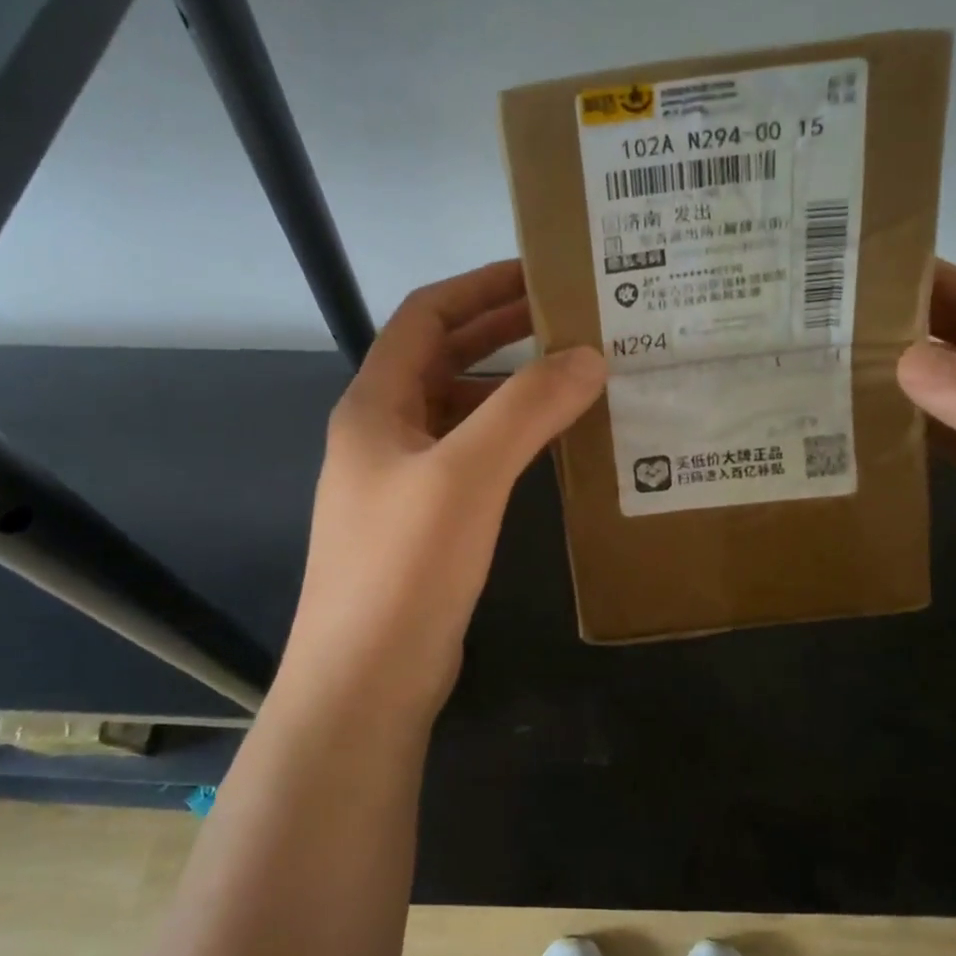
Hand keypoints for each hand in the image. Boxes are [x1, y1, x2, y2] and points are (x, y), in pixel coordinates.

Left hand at [284, 260, 605, 718]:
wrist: (366, 682)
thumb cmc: (404, 567)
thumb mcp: (467, 476)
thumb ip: (527, 409)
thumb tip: (589, 356)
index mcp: (376, 405)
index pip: (425, 316)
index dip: (480, 287)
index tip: (541, 273)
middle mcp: (384, 433)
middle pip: (444, 358)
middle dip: (502, 331)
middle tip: (572, 317)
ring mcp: (403, 480)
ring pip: (461, 410)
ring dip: (511, 386)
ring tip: (576, 374)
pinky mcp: (426, 521)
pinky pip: (472, 456)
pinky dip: (510, 437)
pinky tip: (553, 444)